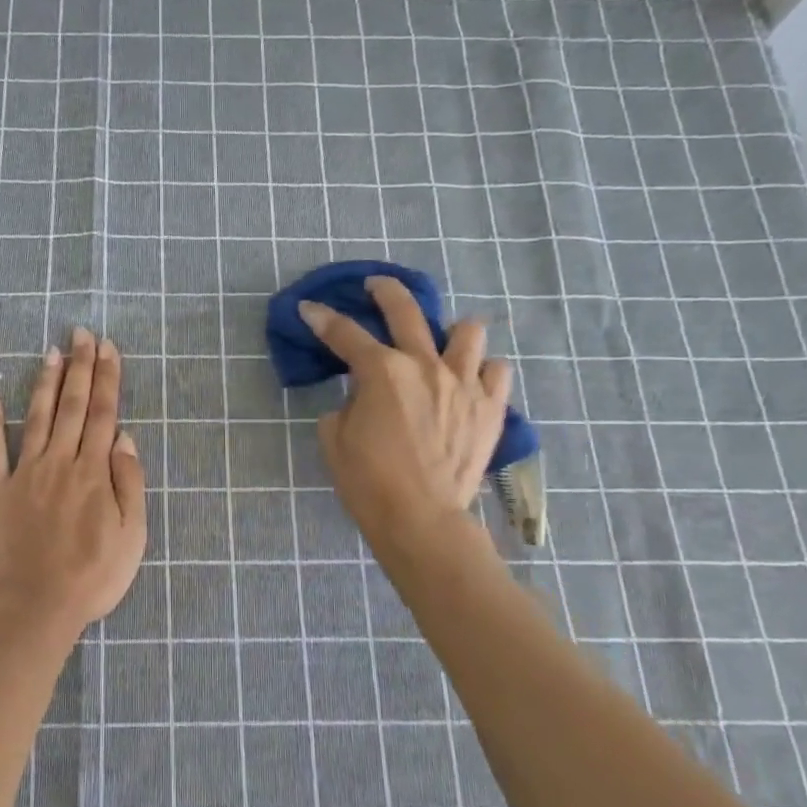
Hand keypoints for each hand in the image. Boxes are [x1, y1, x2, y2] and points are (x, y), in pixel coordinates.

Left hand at [0, 328, 146, 638]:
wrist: (36, 606)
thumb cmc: (93, 576)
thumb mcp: (132, 535)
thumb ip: (129, 483)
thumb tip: (124, 439)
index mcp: (94, 472)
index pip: (103, 414)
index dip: (107, 378)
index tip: (109, 348)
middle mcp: (59, 462)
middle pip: (72, 406)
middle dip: (80, 367)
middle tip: (82, 333)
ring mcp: (24, 474)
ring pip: (37, 417)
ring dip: (45, 383)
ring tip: (51, 352)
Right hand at [301, 276, 512, 549]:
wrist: (420, 518)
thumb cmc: (367, 481)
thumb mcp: (334, 438)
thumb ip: (345, 404)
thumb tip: (361, 395)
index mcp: (381, 371)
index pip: (344, 333)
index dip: (322, 318)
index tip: (309, 309)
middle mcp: (424, 364)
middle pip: (405, 310)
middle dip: (384, 291)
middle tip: (375, 287)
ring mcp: (464, 383)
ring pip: (467, 331)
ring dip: (450, 331)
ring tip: (441, 343)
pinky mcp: (490, 407)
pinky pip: (497, 371)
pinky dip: (483, 370)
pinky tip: (470, 381)